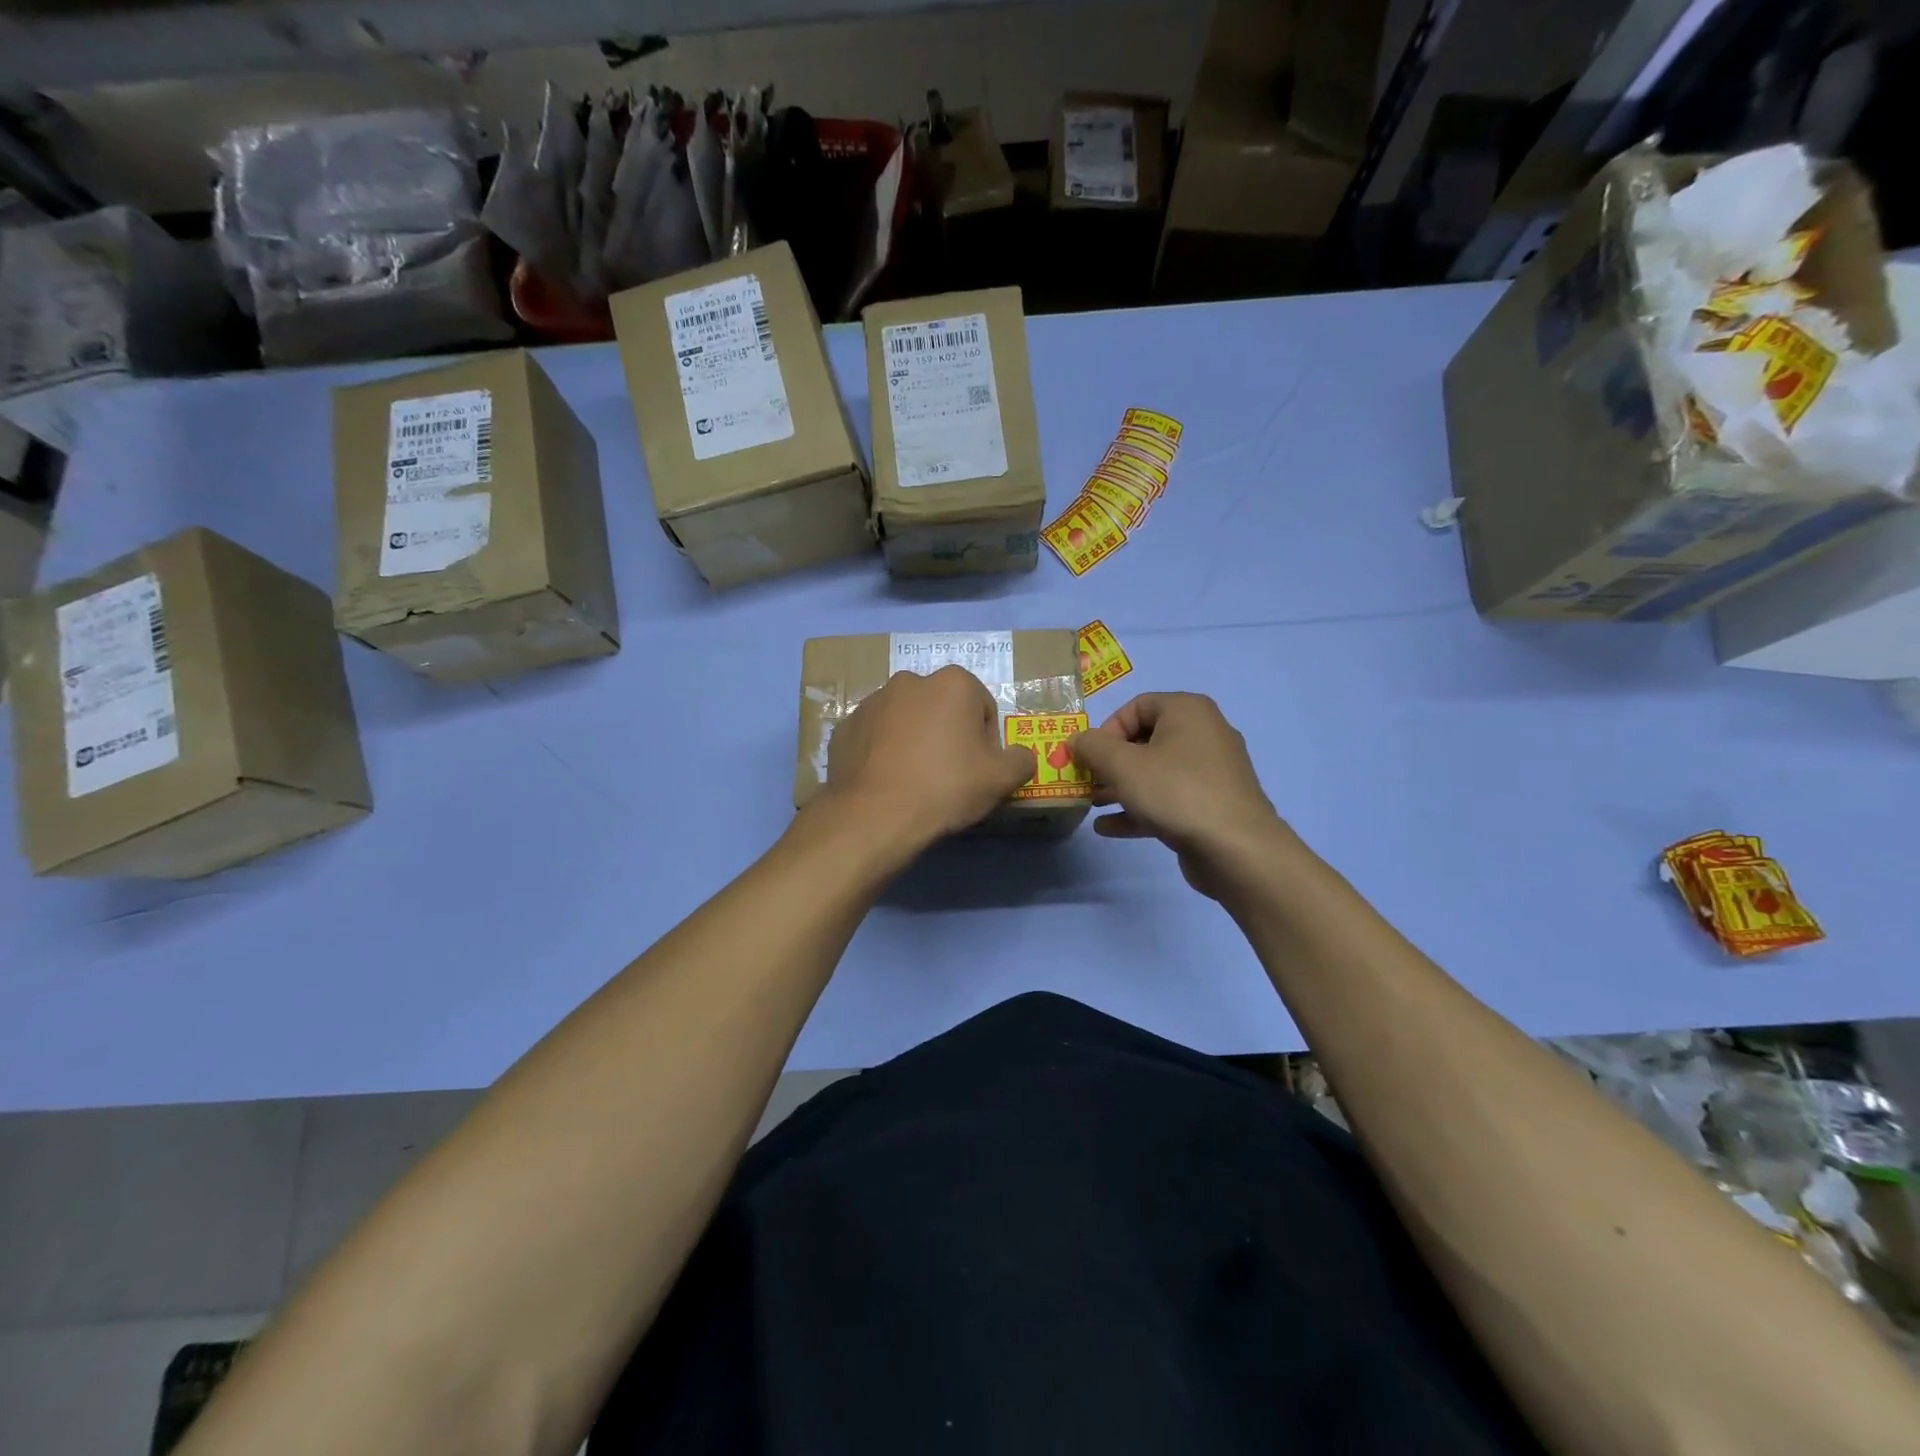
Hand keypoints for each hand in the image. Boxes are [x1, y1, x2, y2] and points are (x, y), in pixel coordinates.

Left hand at [821, 666, 1037, 845]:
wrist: (875, 815)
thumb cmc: (946, 787)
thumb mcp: (1001, 779)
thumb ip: (1021, 760)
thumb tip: (1020, 756)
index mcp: (953, 683)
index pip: (983, 707)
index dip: (986, 741)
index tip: (978, 770)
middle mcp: (910, 681)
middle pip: (942, 709)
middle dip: (947, 735)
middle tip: (948, 776)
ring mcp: (872, 702)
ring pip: (906, 720)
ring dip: (914, 741)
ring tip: (914, 781)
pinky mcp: (845, 727)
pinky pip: (874, 737)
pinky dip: (883, 753)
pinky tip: (887, 783)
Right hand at [1069, 693, 1288, 898]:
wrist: (1236, 849)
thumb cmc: (1176, 792)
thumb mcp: (1122, 765)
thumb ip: (1092, 747)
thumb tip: (1076, 740)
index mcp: (1187, 711)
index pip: (1136, 706)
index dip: (1106, 729)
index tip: (1089, 757)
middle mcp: (1204, 733)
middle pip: (1145, 740)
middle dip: (1110, 762)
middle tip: (1086, 781)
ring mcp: (1211, 772)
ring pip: (1155, 772)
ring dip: (1121, 786)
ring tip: (1093, 804)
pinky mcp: (1212, 805)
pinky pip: (1168, 798)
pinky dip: (1140, 808)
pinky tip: (1109, 827)